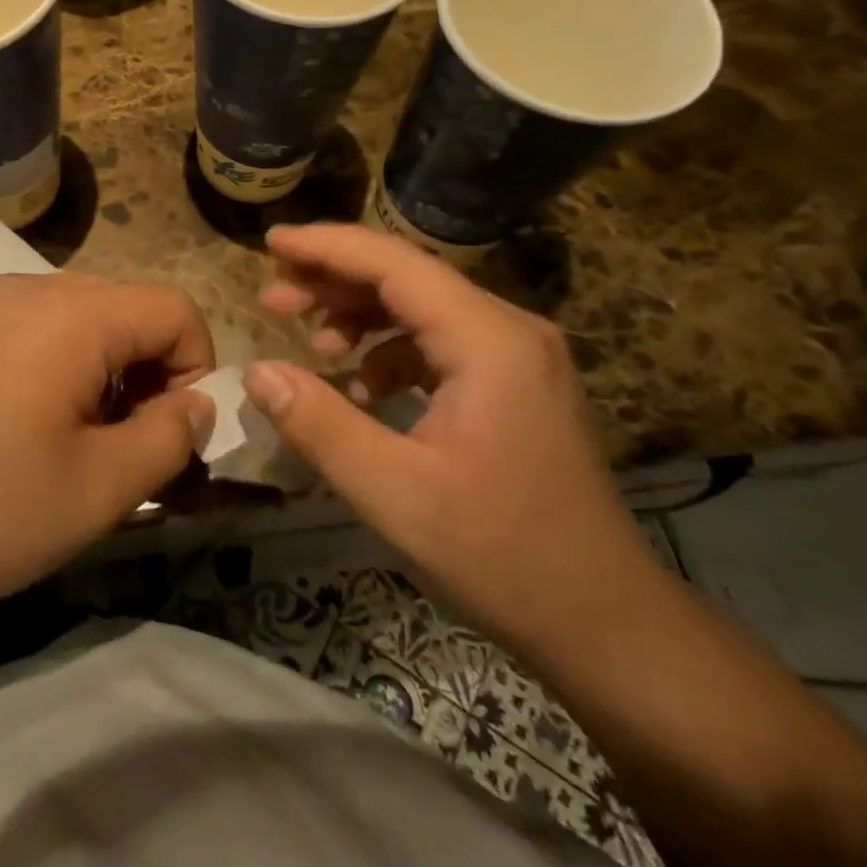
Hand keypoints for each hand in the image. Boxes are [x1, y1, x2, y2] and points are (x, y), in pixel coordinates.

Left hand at [0, 272, 214, 634]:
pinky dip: (61, 372)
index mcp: (73, 313)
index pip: (174, 310)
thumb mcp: (95, 490)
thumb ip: (168, 439)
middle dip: (152, 375)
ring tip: (82, 447)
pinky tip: (27, 433)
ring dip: (107, 376)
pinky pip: (35, 333)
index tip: (179, 439)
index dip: (199, 369)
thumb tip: (198, 405)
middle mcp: (31, 289)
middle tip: (135, 450)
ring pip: (83, 323)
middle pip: (129, 311)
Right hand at [244, 224, 652, 646]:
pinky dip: (390, 350)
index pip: (394, 263)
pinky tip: (361, 386)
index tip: (270, 240)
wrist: (609, 625)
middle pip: (407, 277)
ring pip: (422, 307)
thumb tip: (256, 371)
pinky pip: (440, 342)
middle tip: (272, 298)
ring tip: (310, 342)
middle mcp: (508, 330)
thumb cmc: (503, 557)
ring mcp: (517, 356)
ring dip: (360, 315)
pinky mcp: (515, 383)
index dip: (326, 246)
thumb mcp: (394, 495)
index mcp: (488, 341)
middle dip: (334, 281)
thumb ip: (319, 425)